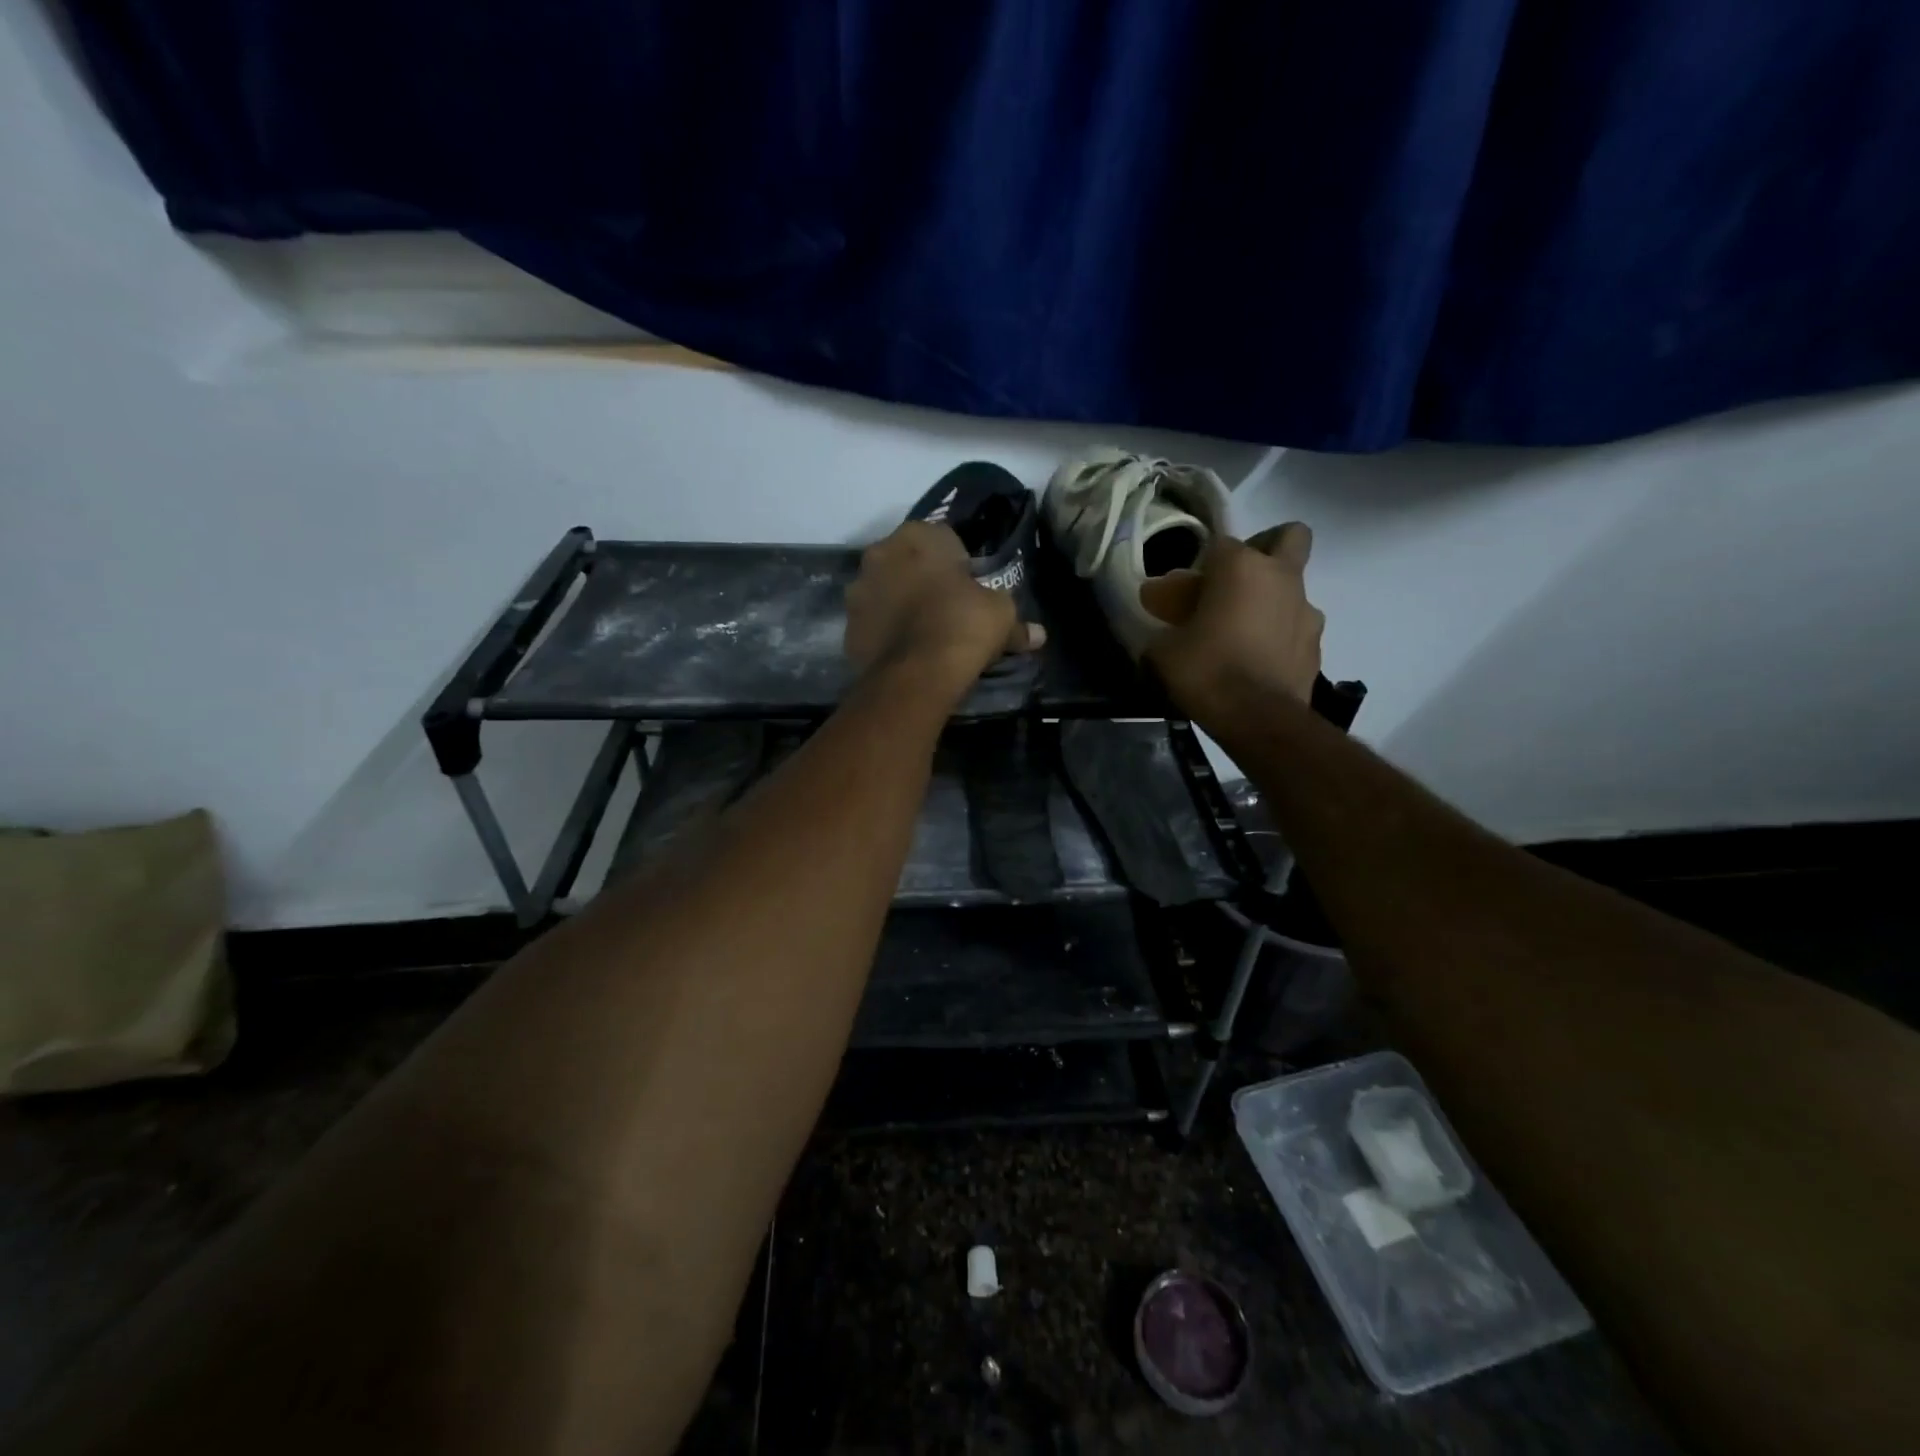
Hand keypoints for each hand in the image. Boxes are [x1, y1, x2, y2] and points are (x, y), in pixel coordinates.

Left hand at [844, 522, 1044, 695]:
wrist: (915, 674)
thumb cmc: (963, 626)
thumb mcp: (1001, 616)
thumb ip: (1018, 622)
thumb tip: (1038, 635)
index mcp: (918, 535)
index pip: (943, 538)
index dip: (958, 563)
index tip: (969, 588)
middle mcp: (880, 553)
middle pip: (908, 561)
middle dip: (923, 579)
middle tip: (946, 609)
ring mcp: (858, 590)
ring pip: (886, 590)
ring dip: (900, 603)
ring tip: (924, 634)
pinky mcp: (847, 625)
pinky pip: (873, 622)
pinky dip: (885, 631)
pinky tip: (905, 651)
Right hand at [1138, 522, 1324, 714]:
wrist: (1259, 719)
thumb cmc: (1207, 672)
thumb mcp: (1164, 650)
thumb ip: (1165, 627)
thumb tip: (1164, 623)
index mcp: (1240, 567)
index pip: (1218, 544)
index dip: (1200, 567)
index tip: (1185, 593)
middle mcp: (1281, 577)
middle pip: (1287, 537)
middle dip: (1267, 548)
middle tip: (1237, 580)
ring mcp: (1306, 609)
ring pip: (1294, 586)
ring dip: (1272, 599)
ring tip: (1243, 630)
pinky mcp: (1317, 643)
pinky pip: (1296, 626)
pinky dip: (1280, 634)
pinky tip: (1258, 658)